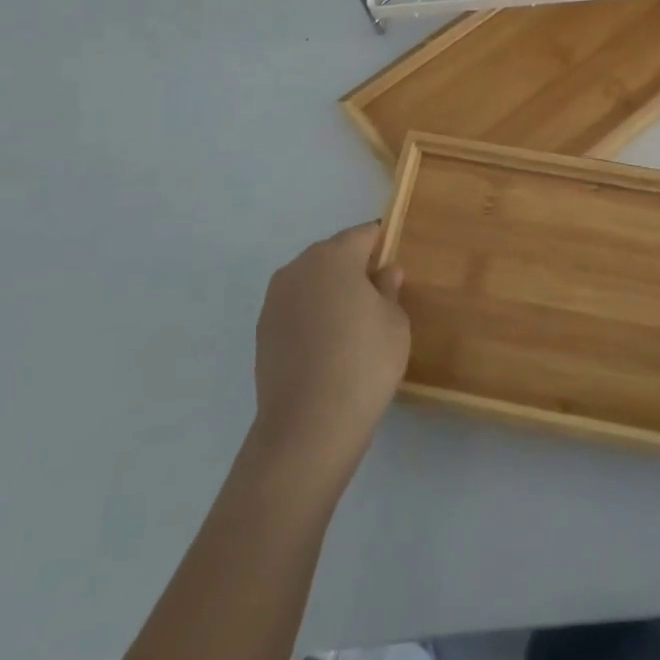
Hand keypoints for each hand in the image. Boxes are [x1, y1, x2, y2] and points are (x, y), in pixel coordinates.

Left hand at [251, 223, 409, 487]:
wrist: (308, 425)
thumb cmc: (364, 362)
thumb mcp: (395, 322)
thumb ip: (389, 289)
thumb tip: (384, 273)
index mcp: (334, 256)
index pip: (365, 234)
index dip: (383, 245)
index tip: (396, 267)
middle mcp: (299, 268)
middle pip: (334, 254)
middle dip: (355, 267)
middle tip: (379, 297)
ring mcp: (275, 299)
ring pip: (312, 281)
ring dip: (331, 292)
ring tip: (353, 325)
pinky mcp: (262, 330)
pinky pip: (297, 308)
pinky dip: (313, 316)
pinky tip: (329, 345)